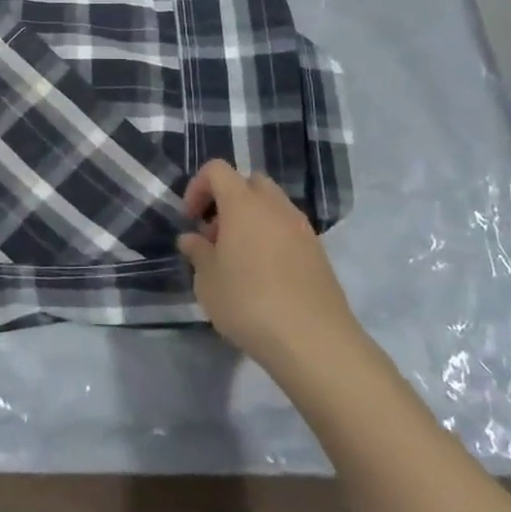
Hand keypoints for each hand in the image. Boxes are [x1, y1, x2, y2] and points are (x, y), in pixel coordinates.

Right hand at [177, 159, 361, 371]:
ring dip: (252, 220)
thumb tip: (192, 239)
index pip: (217, 170)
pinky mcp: (319, 252)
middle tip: (216, 236)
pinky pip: (289, 231)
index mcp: (243, 203)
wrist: (314, 341)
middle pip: (249, 183)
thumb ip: (198, 253)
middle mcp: (275, 206)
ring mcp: (301, 227)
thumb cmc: (249, 303)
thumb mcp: (208, 281)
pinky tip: (266, 277)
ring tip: (240, 260)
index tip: (191, 219)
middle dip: (229, 200)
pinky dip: (273, 239)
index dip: (198, 187)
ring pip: (272, 206)